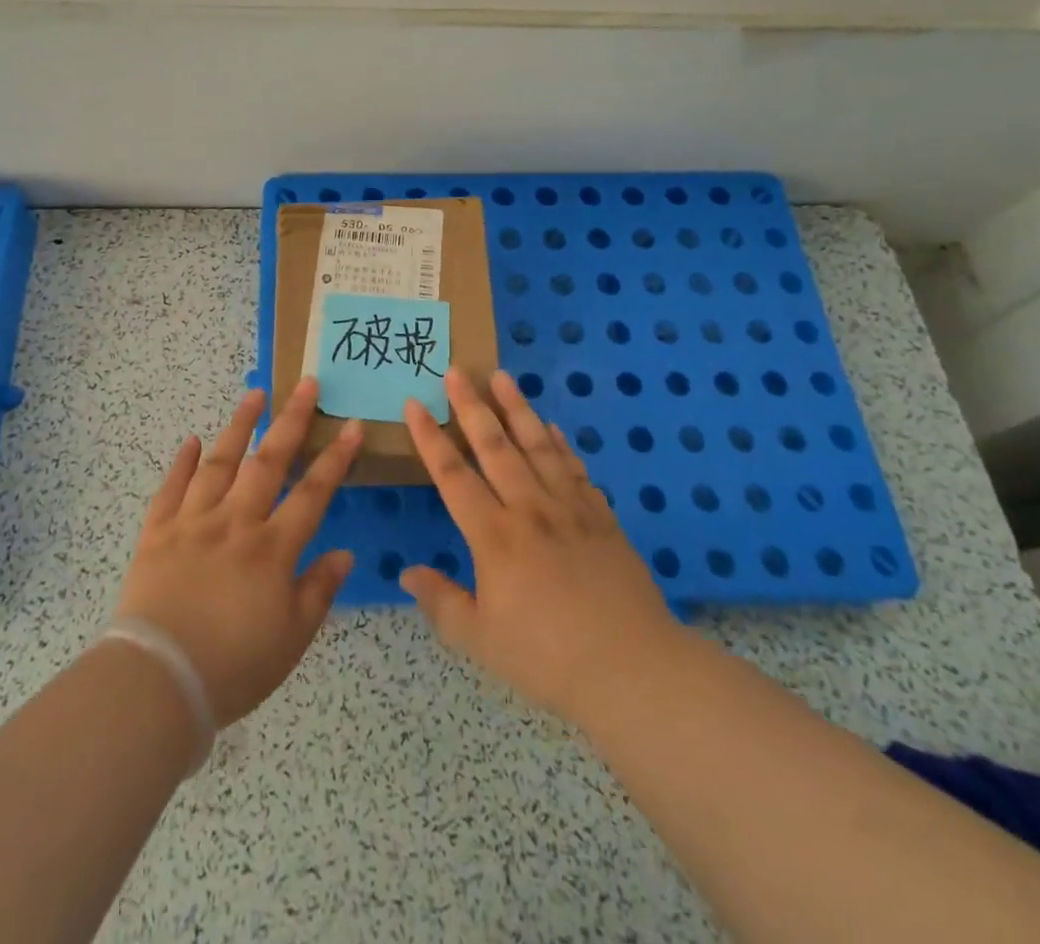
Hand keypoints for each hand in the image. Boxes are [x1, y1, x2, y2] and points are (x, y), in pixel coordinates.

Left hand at [114, 377, 360, 727]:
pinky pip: (171, 488)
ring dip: (239, 425)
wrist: (158, 680)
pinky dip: (182, 462)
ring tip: (254, 394)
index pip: (313, 493)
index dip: (335, 458)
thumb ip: (319, 590)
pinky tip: (192, 441)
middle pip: (268, 461)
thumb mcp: (292, 638)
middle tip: (306, 384)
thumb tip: (344, 552)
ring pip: (220, 462)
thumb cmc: (234, 666)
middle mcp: (235, 522)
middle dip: (291, 420)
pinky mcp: (157, 531)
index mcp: (272, 548)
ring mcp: (193, 522)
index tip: (352, 426)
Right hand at [400, 368, 684, 726]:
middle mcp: (529, 509)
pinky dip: (561, 444)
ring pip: (537, 445)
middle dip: (472, 405)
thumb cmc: (548, 658)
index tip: (415, 403)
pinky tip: (552, 428)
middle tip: (457, 370)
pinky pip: (576, 468)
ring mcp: (570, 508)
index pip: (453, 475)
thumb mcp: (480, 640)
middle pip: (495, 446)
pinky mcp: (602, 518)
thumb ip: (441, 602)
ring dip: (517, 408)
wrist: (633, 670)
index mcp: (494, 536)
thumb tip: (407, 572)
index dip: (430, 438)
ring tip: (502, 377)